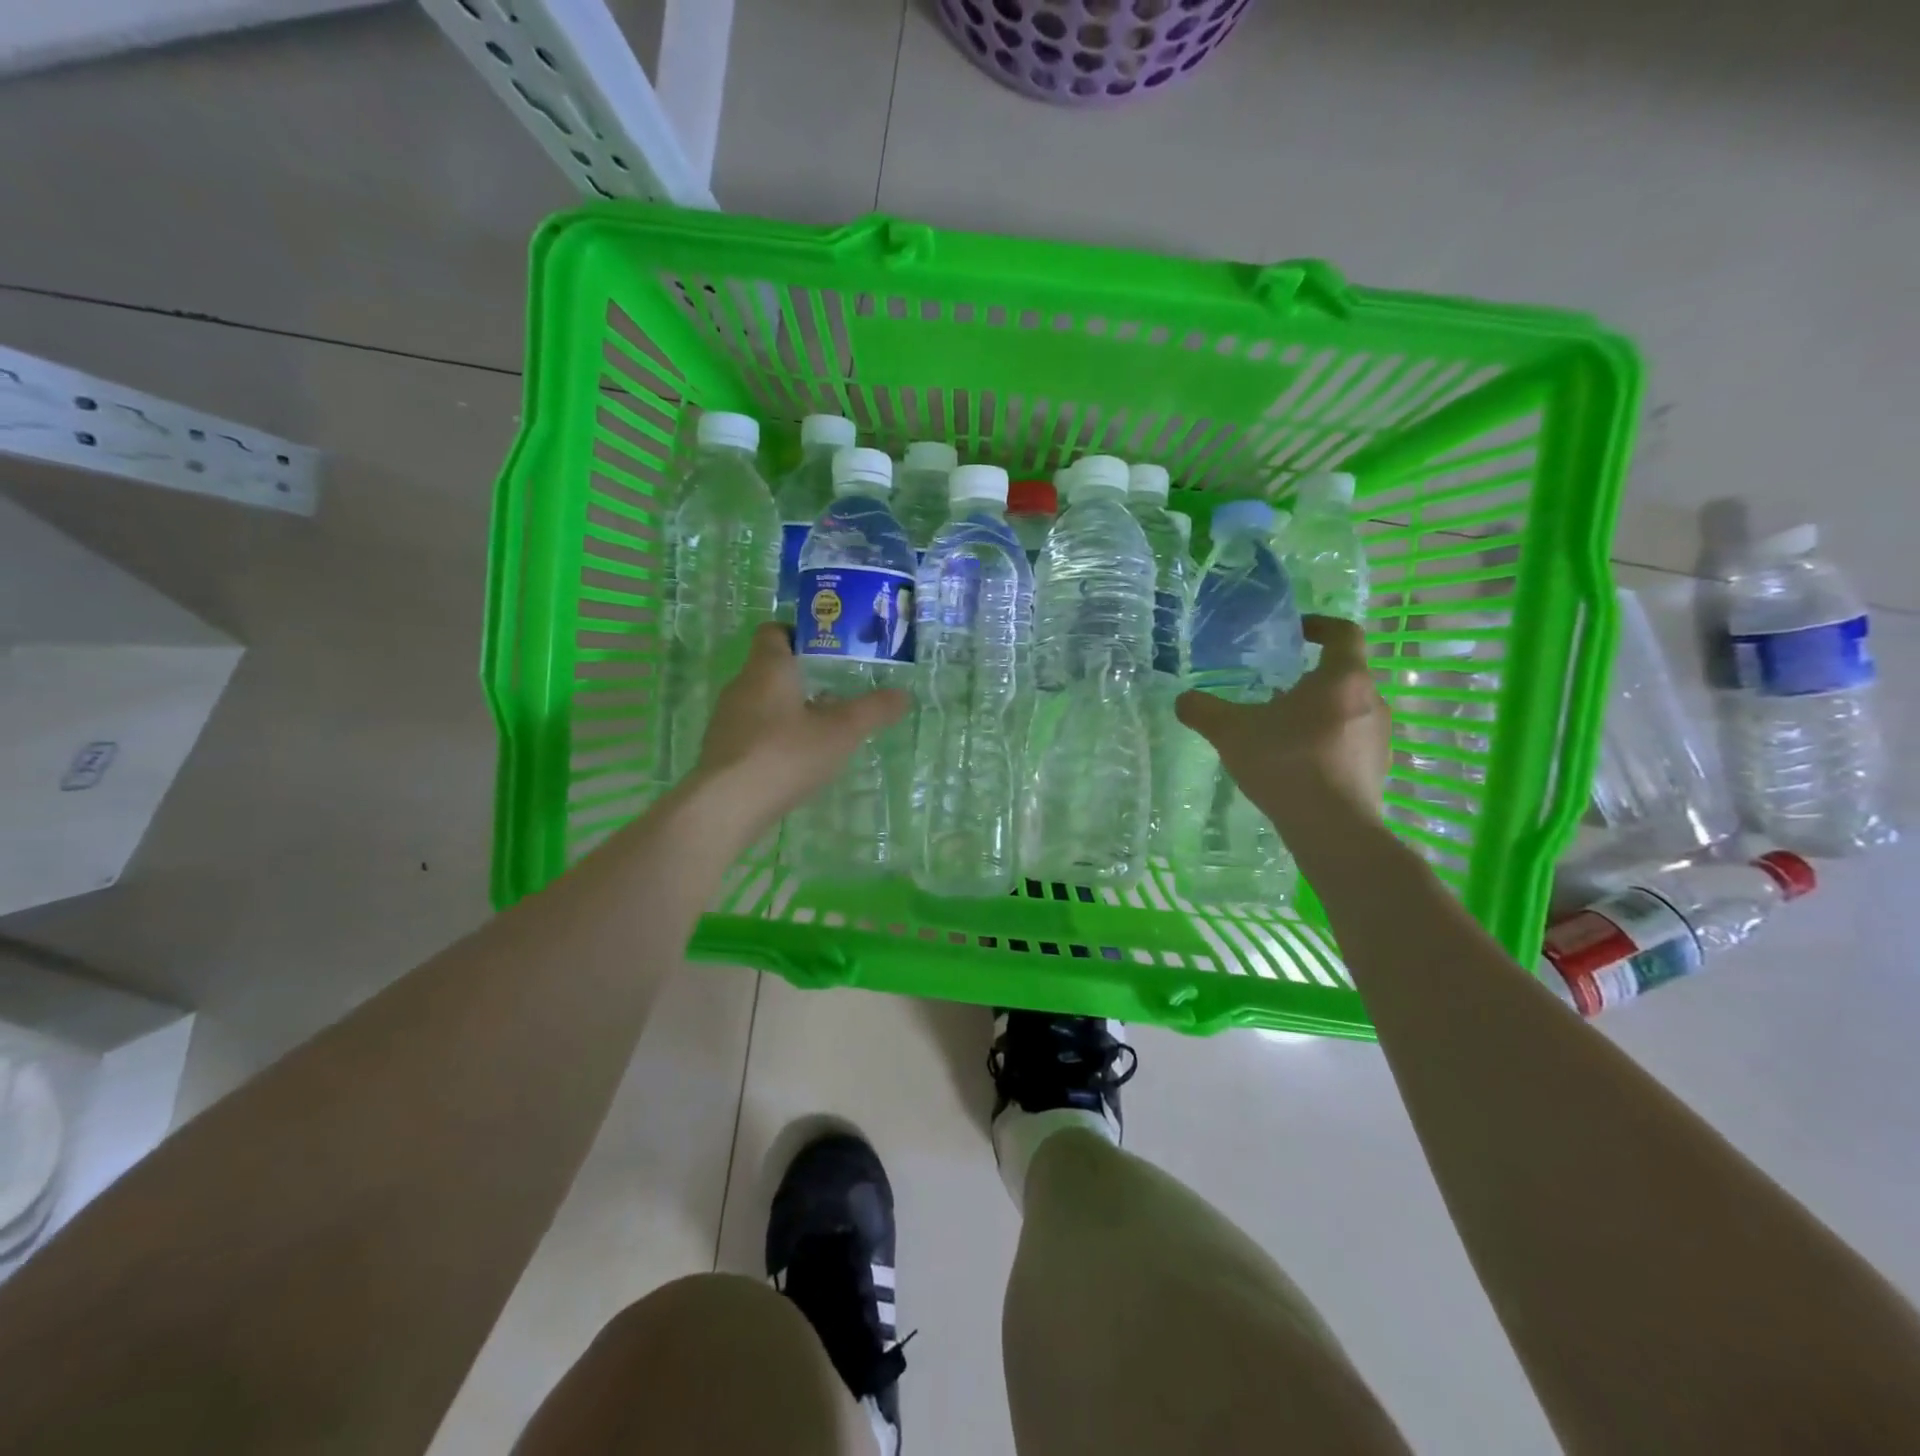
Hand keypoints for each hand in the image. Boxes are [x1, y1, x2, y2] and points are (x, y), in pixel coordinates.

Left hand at [693, 623, 909, 830]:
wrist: (727, 805)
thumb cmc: (786, 753)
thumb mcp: (841, 732)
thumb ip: (874, 710)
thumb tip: (904, 695)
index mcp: (768, 667)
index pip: (774, 631)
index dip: (799, 634)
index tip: (828, 650)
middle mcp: (741, 685)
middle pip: (771, 668)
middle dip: (803, 677)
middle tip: (837, 691)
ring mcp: (726, 719)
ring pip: (762, 702)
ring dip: (789, 709)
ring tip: (821, 729)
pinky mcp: (721, 750)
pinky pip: (751, 731)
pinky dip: (773, 737)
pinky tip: (794, 760)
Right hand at [1174, 616, 1389, 831]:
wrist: (1333, 829)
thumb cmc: (1286, 763)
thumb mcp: (1231, 732)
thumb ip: (1204, 710)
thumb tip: (1183, 699)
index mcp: (1342, 678)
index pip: (1344, 633)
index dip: (1321, 626)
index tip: (1297, 631)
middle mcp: (1371, 700)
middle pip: (1344, 675)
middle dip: (1311, 678)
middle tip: (1276, 689)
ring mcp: (1380, 737)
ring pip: (1348, 710)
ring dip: (1319, 712)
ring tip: (1283, 730)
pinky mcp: (1378, 769)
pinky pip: (1351, 742)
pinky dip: (1327, 742)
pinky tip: (1298, 763)